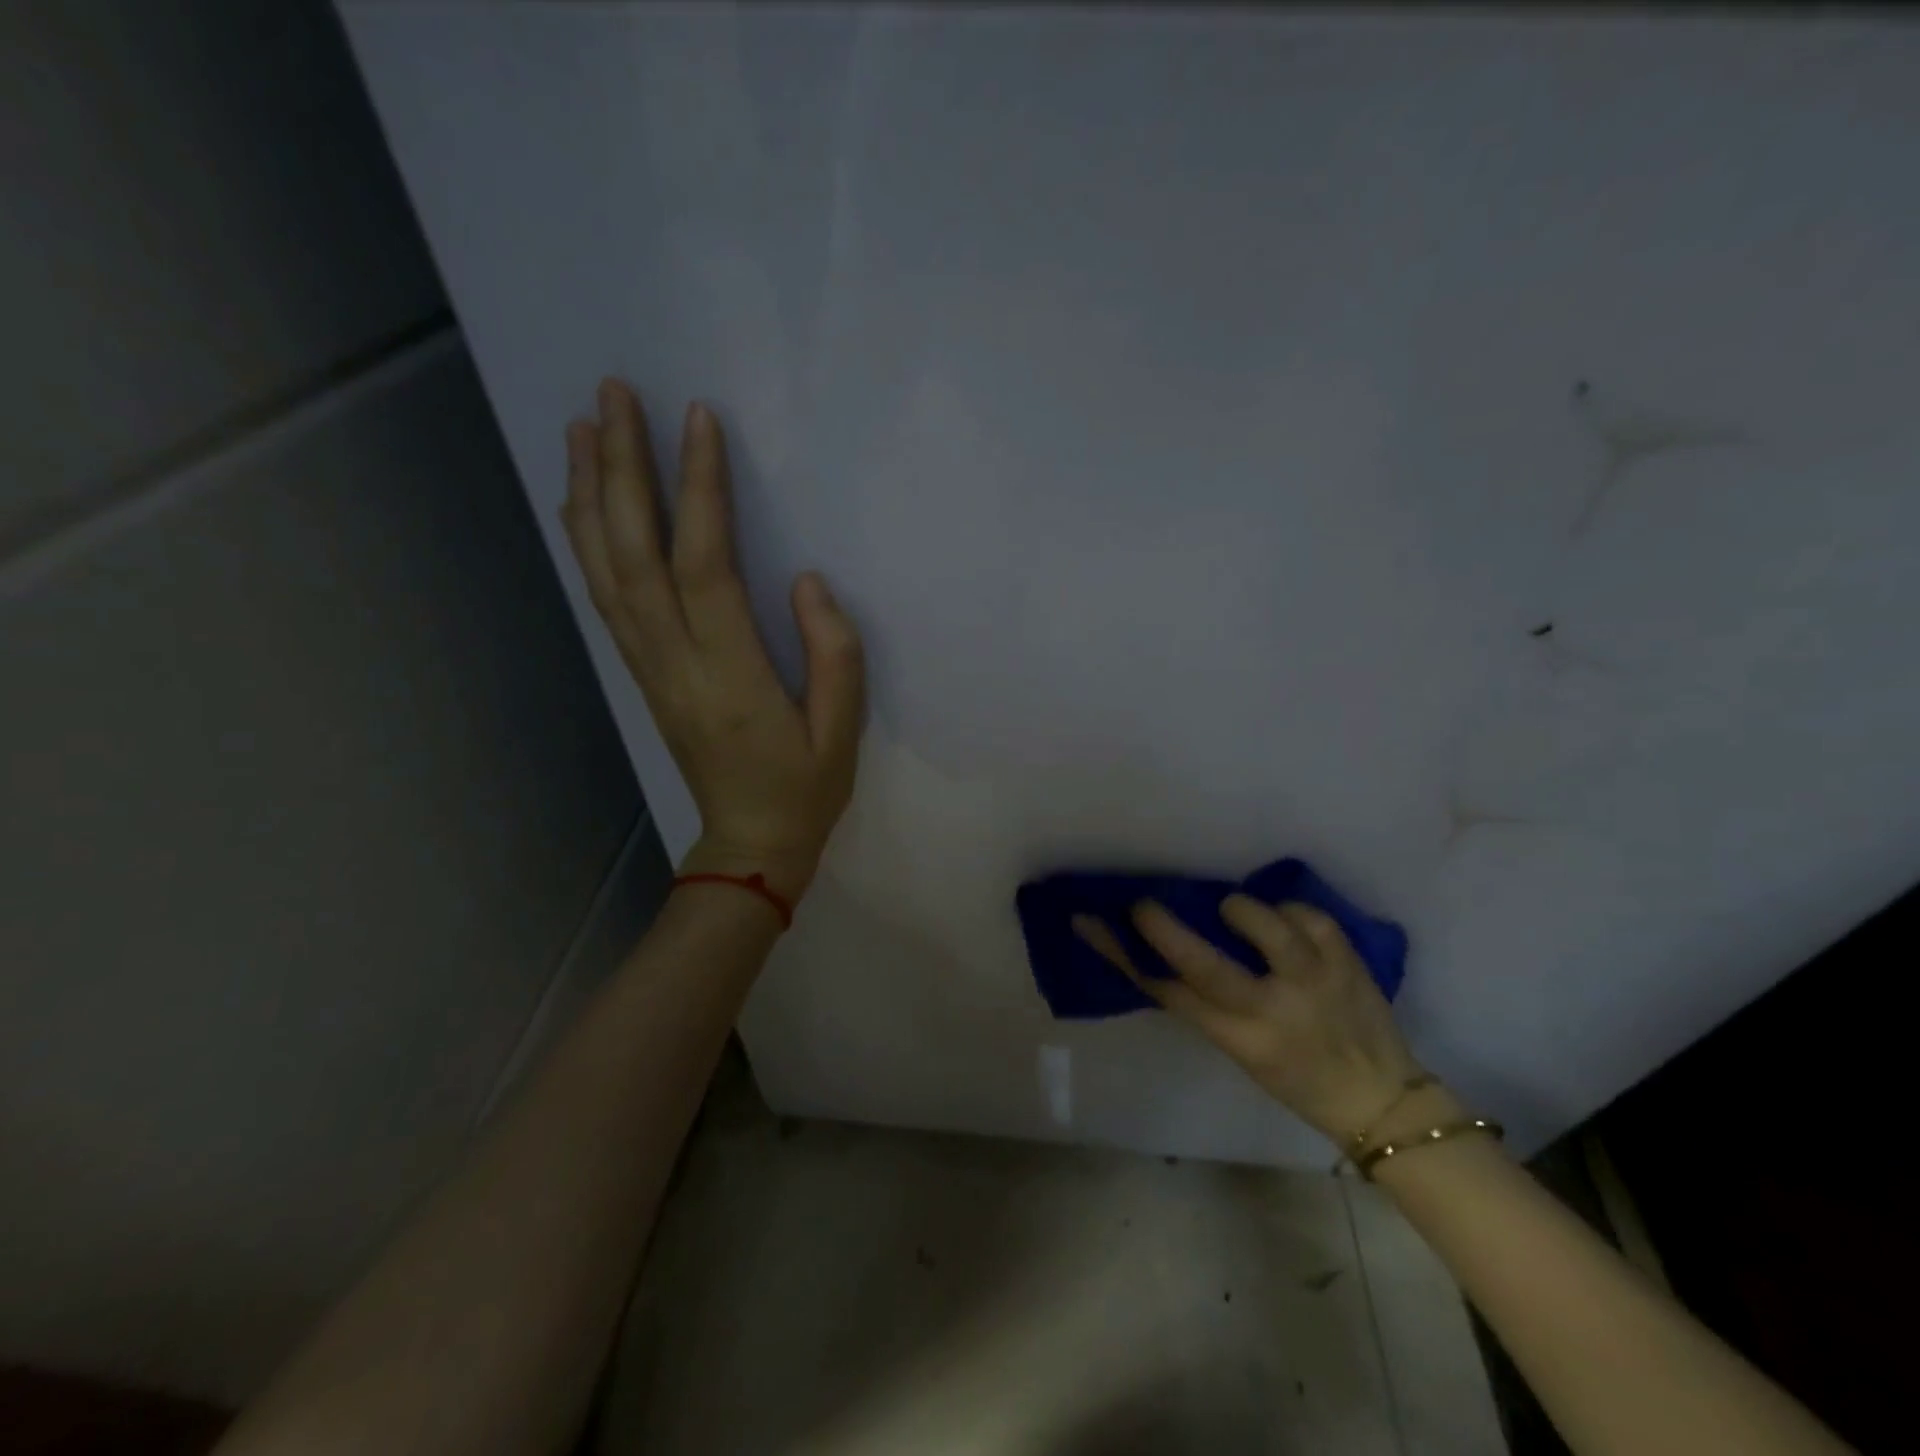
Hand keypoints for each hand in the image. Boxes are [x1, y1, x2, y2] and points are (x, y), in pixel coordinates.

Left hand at [560, 379, 864, 901]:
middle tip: (614, 395)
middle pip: (634, 554)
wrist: (749, 843)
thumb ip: (834, 654)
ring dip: (591, 496)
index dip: (699, 490)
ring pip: (606, 571)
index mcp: (730, 675)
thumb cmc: (805, 788)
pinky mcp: (644, 674)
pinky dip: (587, 544)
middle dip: (622, 469)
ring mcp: (650, 668)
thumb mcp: (843, 731)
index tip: (699, 420)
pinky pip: (605, 599)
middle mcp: (675, 662)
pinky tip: (583, 504)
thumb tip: (807, 581)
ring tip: (582, 427)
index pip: (705, 566)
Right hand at [1074, 897, 1426, 1143]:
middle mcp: (1274, 1011)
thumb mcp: (1242, 1052)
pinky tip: (1285, 921)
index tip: (1093, 923)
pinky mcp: (1347, 959)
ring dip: (1240, 909)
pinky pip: (1305, 914)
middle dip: (1165, 929)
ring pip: (1265, 924)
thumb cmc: (1297, 1079)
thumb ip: (1206, 1004)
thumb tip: (1163, 950)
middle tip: (1141, 904)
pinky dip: (1287, 910)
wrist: (1383, 1100)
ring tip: (1235, 912)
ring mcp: (1315, 980)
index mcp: (1241, 1040)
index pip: (1168, 993)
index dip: (1123, 955)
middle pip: (1205, 964)